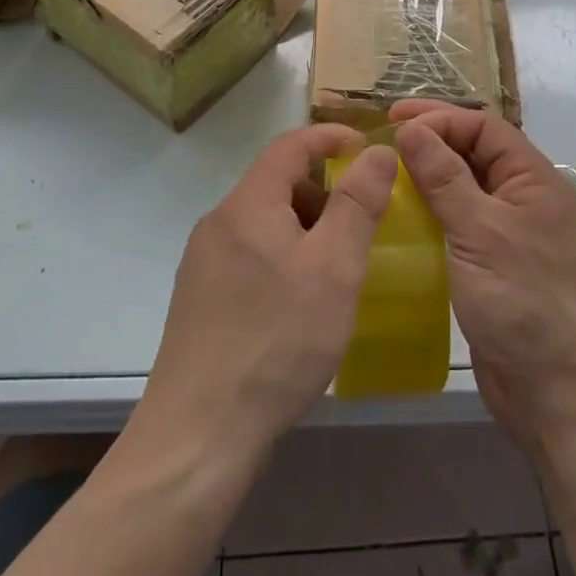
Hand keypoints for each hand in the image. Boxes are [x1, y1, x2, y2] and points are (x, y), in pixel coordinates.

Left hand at [139, 125, 398, 462]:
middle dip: (323, 193)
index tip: (367, 150)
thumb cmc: (277, 342)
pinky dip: (283, 259)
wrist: (198, 437)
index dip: (331, 138)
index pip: (290, 145)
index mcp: (247, 204)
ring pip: (264, 223)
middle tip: (361, 227)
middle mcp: (218, 223)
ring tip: (336, 272)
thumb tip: (377, 151)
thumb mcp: (333, 268)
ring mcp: (203, 263)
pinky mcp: (199, 300)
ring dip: (304, 230)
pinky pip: (250, 256)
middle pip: (277, 184)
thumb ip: (358, 204)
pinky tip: (300, 306)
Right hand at [390, 102, 575, 452]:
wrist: (563, 397)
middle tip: (382, 141)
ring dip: (429, 179)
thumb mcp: (481, 231)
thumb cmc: (526, 303)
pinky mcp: (496, 270)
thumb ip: (445, 177)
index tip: (392, 121)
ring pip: (466, 191)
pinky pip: (461, 227)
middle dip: (432, 142)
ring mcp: (512, 237)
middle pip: (476, 154)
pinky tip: (401, 222)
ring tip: (384, 176)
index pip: (484, 128)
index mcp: (534, 180)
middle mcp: (525, 201)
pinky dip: (433, 217)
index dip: (439, 118)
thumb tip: (412, 129)